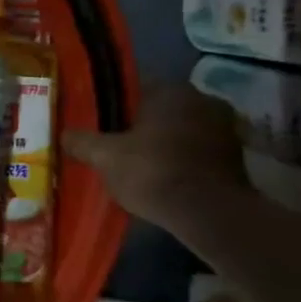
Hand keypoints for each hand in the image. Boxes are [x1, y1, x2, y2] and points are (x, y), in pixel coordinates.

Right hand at [64, 83, 247, 229]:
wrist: (209, 214)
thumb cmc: (152, 172)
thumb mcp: (104, 156)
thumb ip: (81, 141)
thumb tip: (64, 134)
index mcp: (171, 91)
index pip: (134, 87)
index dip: (112, 104)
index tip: (97, 121)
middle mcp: (202, 100)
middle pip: (159, 109)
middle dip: (138, 124)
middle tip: (113, 143)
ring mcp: (224, 128)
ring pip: (179, 130)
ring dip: (161, 142)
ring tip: (136, 163)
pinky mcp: (235, 157)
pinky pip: (195, 150)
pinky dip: (179, 159)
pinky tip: (161, 177)